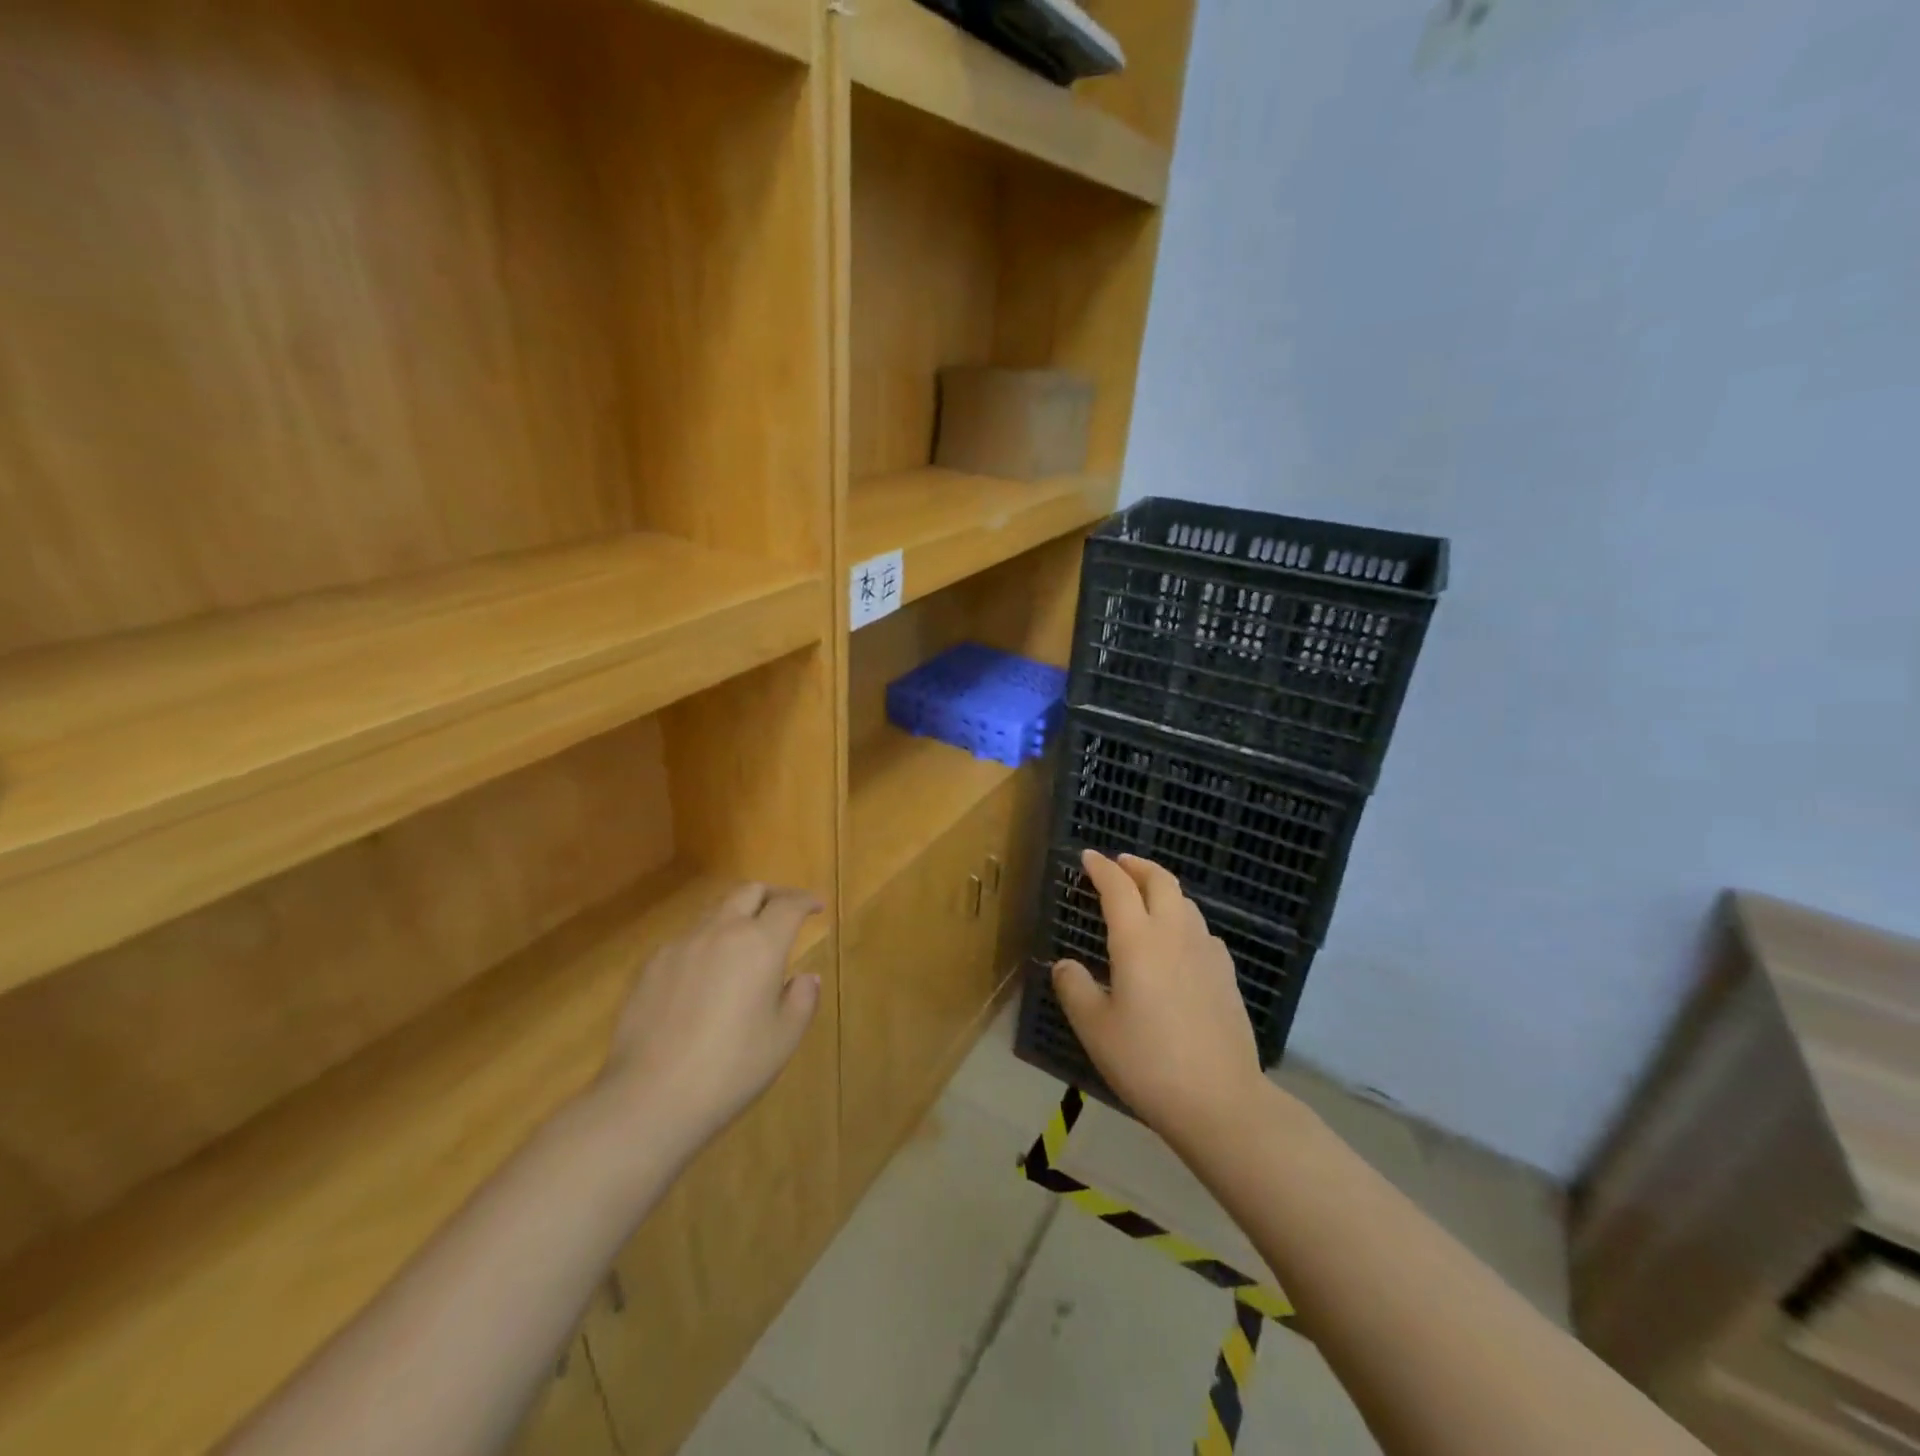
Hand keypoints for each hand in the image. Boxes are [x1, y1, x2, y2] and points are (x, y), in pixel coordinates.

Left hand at [594, 882, 822, 1155]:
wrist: (650, 1098)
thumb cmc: (731, 1069)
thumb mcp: (783, 1039)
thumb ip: (801, 999)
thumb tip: (805, 977)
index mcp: (760, 945)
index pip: (788, 905)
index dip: (806, 900)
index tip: (816, 907)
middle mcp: (720, 932)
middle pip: (749, 892)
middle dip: (772, 895)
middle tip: (784, 912)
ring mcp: (681, 945)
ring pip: (715, 911)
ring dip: (737, 916)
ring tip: (745, 944)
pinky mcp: (651, 966)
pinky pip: (686, 940)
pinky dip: (706, 943)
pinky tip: (705, 977)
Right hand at [1052, 850, 1265, 1148]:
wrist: (1220, 1100)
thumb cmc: (1147, 1062)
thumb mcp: (1095, 1029)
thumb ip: (1075, 989)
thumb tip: (1065, 965)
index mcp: (1138, 941)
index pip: (1118, 888)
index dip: (1101, 868)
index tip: (1088, 857)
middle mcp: (1174, 935)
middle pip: (1161, 881)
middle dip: (1137, 866)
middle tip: (1119, 864)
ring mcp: (1206, 953)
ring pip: (1185, 902)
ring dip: (1162, 889)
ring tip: (1145, 897)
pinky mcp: (1226, 975)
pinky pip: (1202, 930)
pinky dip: (1183, 919)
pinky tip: (1178, 942)